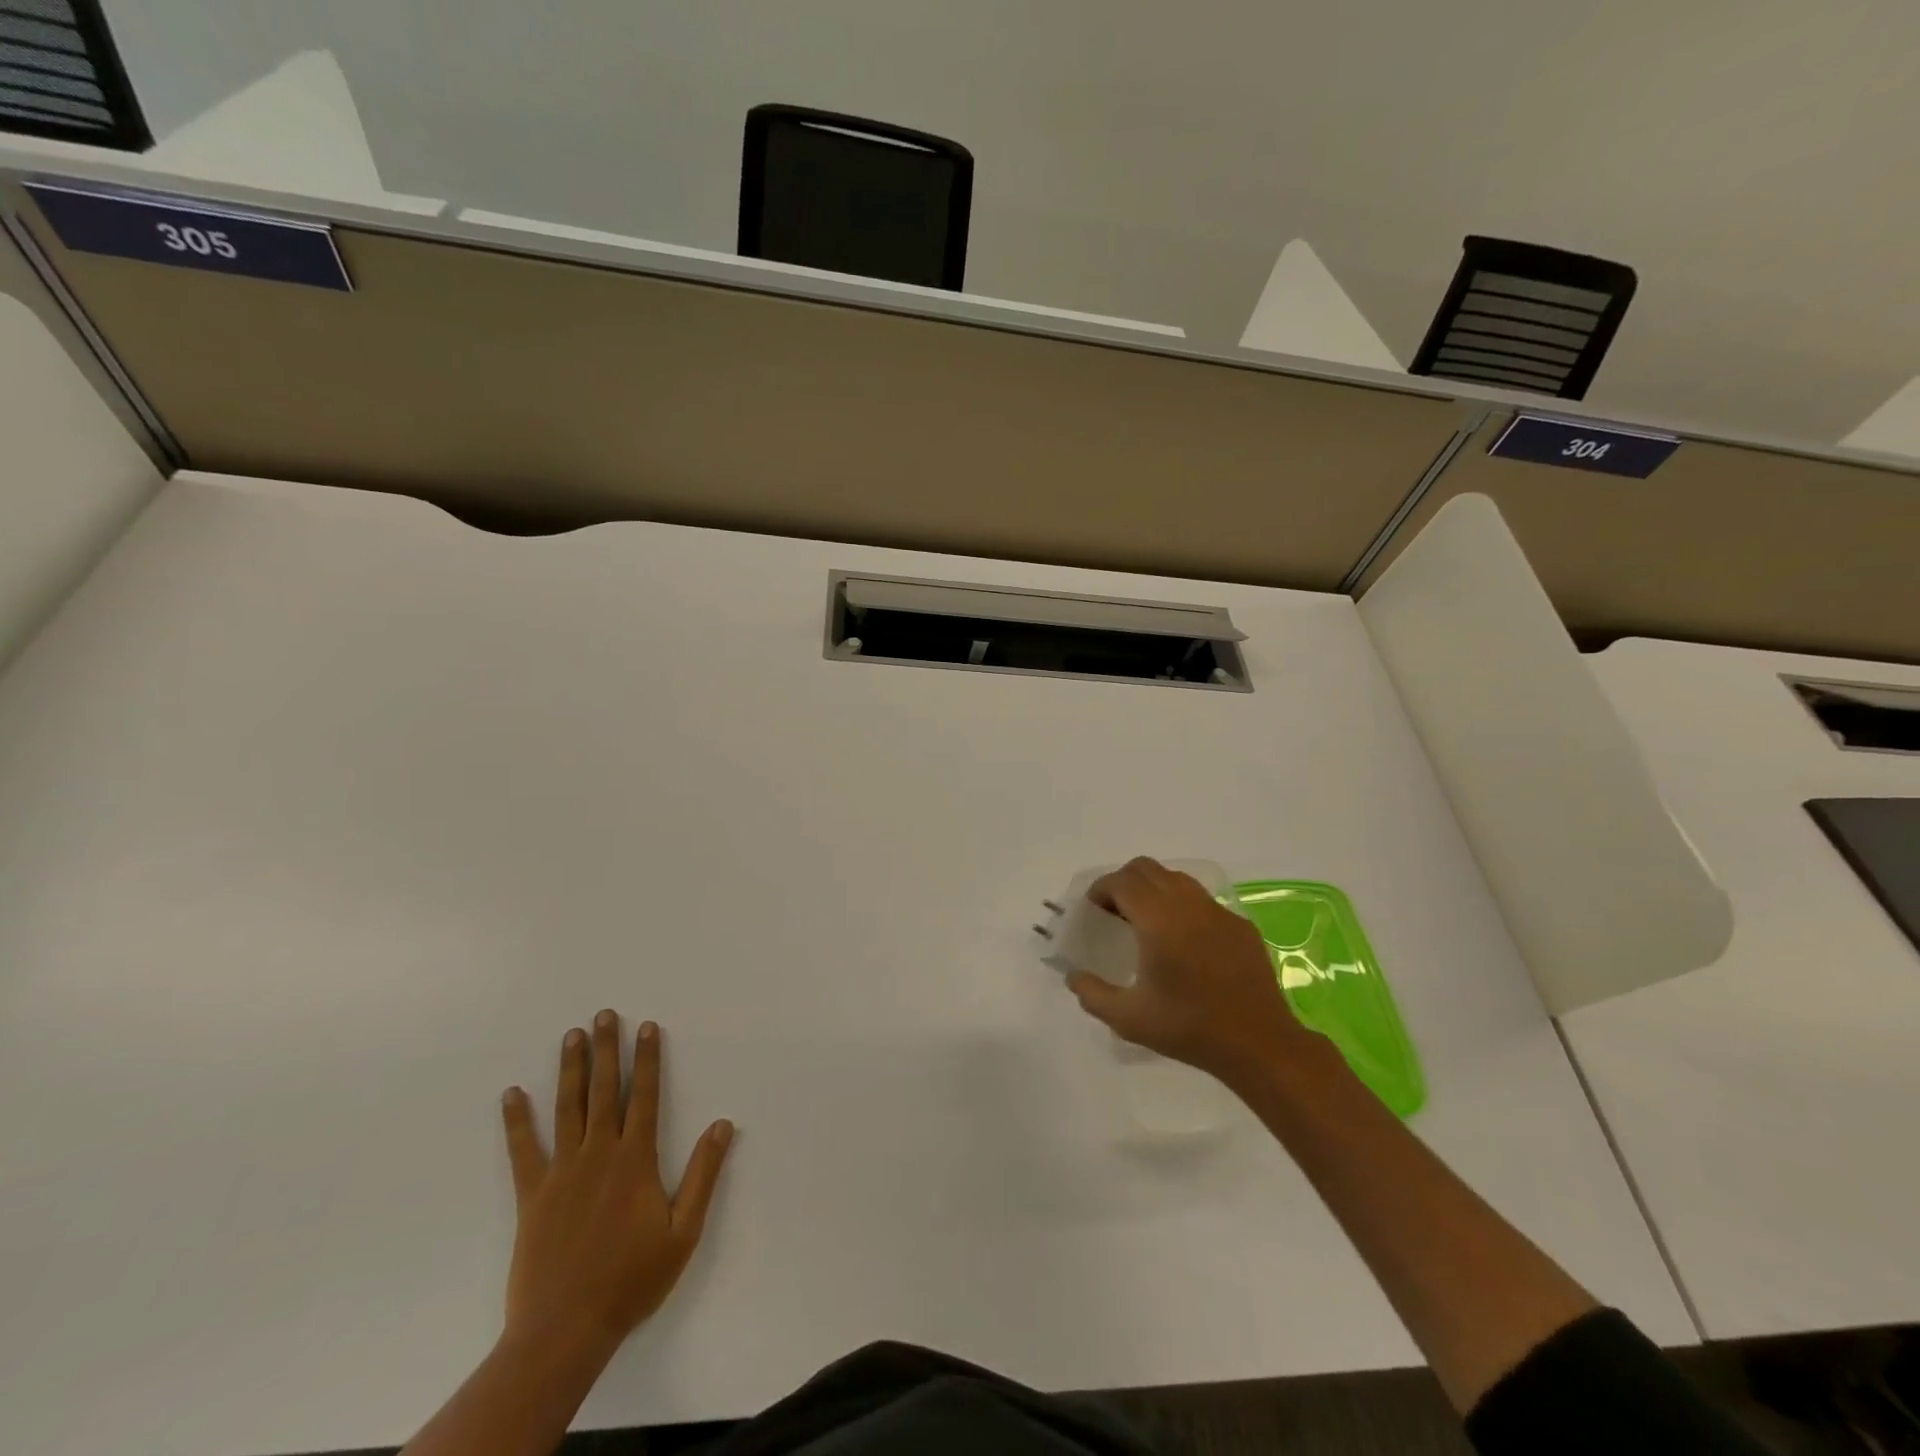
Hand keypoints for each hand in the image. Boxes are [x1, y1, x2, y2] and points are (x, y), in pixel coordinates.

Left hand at [499, 1011, 733, 1358]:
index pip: (646, 1096)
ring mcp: (562, 1172)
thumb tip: (723, 1124)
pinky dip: (517, 1121)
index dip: (648, 1059)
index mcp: (636, 1160)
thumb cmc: (632, 1279)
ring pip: (568, 1109)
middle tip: (604, 1015)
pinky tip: (512, 1094)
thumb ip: (704, 1174)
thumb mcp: (683, 1231)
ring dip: (571, 1070)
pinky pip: (523, 1150)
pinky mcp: (532, 1195)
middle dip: (608, 1049)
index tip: (648, 1026)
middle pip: (605, 1091)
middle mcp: (599, 1154)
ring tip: (571, 1036)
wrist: (565, 1330)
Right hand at [1066, 857, 1321, 1087]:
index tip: (1092, 911)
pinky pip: (1202, 900)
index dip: (1101, 890)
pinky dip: (1182, 906)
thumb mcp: (1129, 1019)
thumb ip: (1093, 994)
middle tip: (1114, 913)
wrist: (1258, 1044)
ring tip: (1146, 922)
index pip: (1122, 882)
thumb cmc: (1189, 1028)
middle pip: (1146, 869)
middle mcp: (1187, 904)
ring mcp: (1218, 911)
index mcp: (1158, 920)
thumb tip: (1074, 976)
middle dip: (1123, 883)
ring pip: (1176, 879)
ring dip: (1153, 889)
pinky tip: (1183, 942)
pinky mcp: (1239, 925)